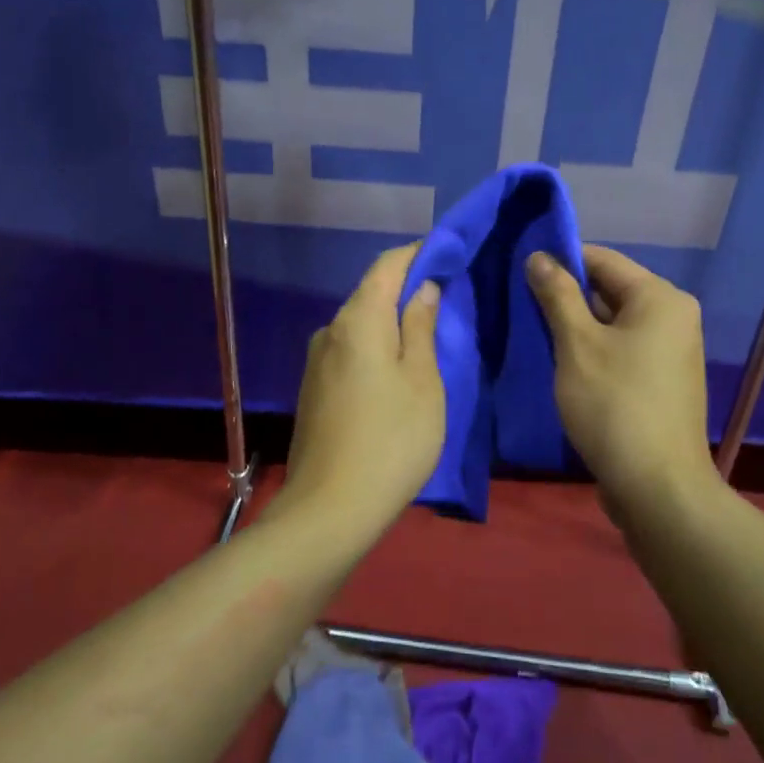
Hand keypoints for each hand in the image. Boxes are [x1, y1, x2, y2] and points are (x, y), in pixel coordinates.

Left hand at [281, 243, 444, 528]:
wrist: (330, 509)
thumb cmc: (391, 440)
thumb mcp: (423, 381)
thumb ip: (421, 327)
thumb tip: (422, 288)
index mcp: (358, 320)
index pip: (387, 265)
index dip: (419, 253)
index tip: (449, 255)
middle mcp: (330, 330)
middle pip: (371, 293)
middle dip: (408, 288)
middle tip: (448, 298)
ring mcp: (316, 360)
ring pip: (360, 324)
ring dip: (392, 321)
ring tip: (428, 336)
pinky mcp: (313, 388)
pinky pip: (350, 350)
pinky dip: (376, 346)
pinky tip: (397, 369)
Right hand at [526, 245, 717, 512]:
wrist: (657, 487)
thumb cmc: (614, 405)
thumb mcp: (577, 344)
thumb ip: (557, 294)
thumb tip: (539, 256)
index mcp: (660, 298)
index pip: (602, 259)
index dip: (560, 260)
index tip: (520, 271)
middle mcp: (673, 316)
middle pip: (610, 290)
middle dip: (566, 296)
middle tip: (520, 305)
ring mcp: (671, 351)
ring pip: (613, 322)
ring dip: (576, 326)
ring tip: (534, 333)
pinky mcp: (662, 381)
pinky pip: (622, 349)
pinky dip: (594, 350)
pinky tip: (562, 364)